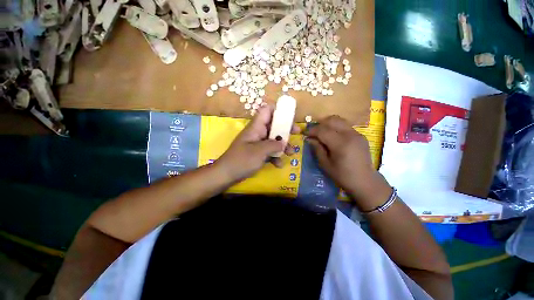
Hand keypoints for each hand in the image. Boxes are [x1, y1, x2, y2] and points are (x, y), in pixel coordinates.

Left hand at [216, 105, 299, 181]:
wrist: (227, 174)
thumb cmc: (242, 160)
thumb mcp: (259, 151)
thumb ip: (273, 145)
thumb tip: (283, 143)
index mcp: (256, 127)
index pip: (266, 111)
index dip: (278, 110)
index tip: (289, 116)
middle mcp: (257, 133)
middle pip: (274, 125)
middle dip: (285, 129)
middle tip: (296, 133)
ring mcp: (257, 143)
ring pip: (273, 139)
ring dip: (283, 145)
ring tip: (291, 153)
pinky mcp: (257, 153)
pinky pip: (269, 151)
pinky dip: (275, 156)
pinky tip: (278, 165)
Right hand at [305, 116, 391, 210]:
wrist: (365, 181)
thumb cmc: (343, 175)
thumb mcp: (325, 164)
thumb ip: (317, 149)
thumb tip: (309, 139)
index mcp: (341, 144)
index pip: (323, 130)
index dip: (312, 130)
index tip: (305, 133)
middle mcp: (350, 135)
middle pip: (332, 120)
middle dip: (320, 124)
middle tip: (313, 133)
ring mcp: (357, 134)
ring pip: (340, 121)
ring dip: (328, 124)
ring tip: (322, 133)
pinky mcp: (361, 136)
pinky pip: (345, 126)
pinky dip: (336, 128)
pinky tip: (333, 138)